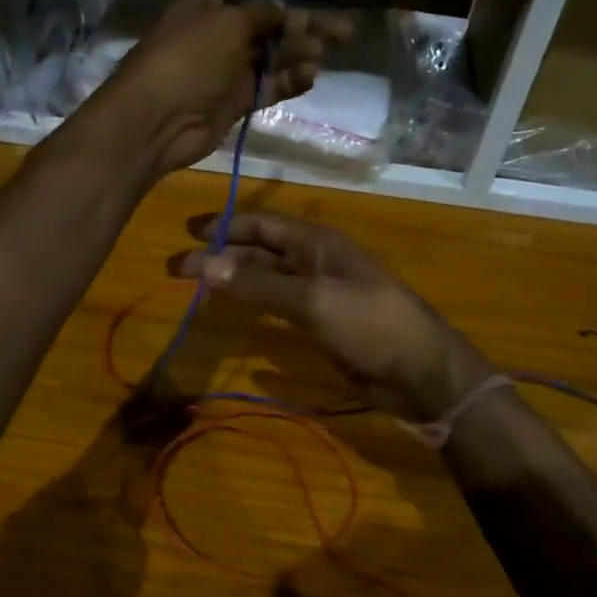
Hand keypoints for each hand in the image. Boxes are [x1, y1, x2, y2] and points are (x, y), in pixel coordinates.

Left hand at [92, 0, 350, 174]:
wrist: (160, 122)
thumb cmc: (187, 59)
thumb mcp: (228, 24)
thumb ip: (262, 16)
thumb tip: (285, 16)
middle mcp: (214, 30)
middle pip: (263, 18)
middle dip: (301, 20)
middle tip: (342, 30)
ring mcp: (226, 68)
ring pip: (272, 53)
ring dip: (299, 51)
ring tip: (321, 55)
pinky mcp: (235, 101)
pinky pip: (270, 85)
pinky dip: (290, 80)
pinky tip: (309, 77)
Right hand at [169, 211, 494, 421]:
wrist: (419, 371)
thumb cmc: (369, 323)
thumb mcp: (312, 299)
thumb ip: (258, 283)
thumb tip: (203, 264)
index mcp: (316, 243)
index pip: (261, 225)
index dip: (224, 225)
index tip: (186, 233)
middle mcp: (315, 261)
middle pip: (260, 251)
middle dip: (221, 256)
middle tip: (177, 268)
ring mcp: (320, 292)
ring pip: (267, 279)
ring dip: (234, 280)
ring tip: (197, 287)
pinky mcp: (322, 322)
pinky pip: (280, 305)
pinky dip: (254, 304)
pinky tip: (234, 313)